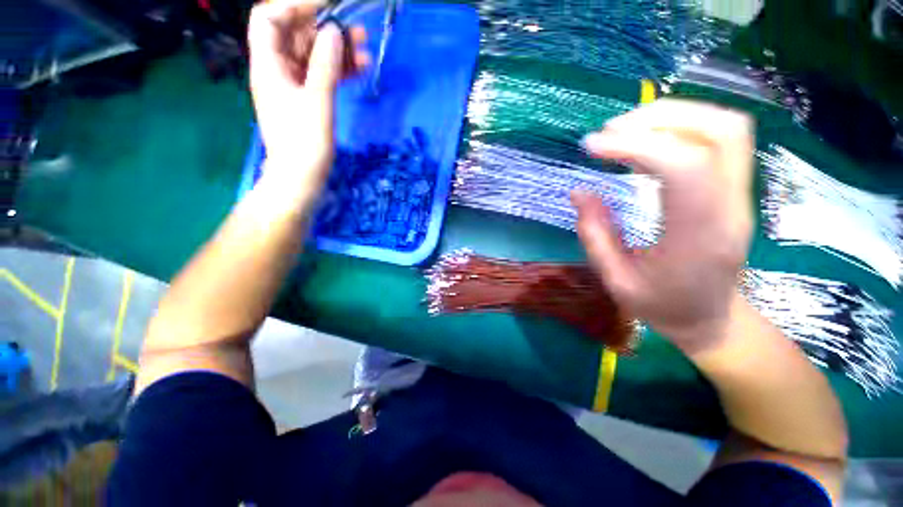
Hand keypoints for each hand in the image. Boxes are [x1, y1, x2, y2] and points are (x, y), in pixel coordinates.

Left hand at [248, 0, 369, 198]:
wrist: (301, 178)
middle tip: (355, 28)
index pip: (270, 18)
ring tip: (364, 48)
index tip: (325, 5)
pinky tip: (360, 69)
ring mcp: (294, 85)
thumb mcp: (316, 102)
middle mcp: (278, 69)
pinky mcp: (308, 100)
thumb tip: (333, 31)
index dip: (294, 5)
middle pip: (296, 35)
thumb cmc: (304, 144)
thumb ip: (324, 65)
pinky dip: (340, 70)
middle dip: (324, 27)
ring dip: (337, 50)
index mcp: (268, 65)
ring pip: (314, 56)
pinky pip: (323, 76)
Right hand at [572, 100, 754, 354]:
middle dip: (658, 117)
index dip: (636, 145)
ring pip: (725, 126)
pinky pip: (719, 138)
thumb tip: (579, 191)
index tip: (592, 146)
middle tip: (610, 131)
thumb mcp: (616, 281)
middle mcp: (731, 206)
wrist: (711, 319)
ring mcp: (739, 193)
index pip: (684, 167)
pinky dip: (681, 126)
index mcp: (700, 237)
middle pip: (718, 131)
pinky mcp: (734, 187)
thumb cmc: (662, 306)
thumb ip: (595, 234)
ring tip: (625, 131)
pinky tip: (647, 142)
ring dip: (673, 116)